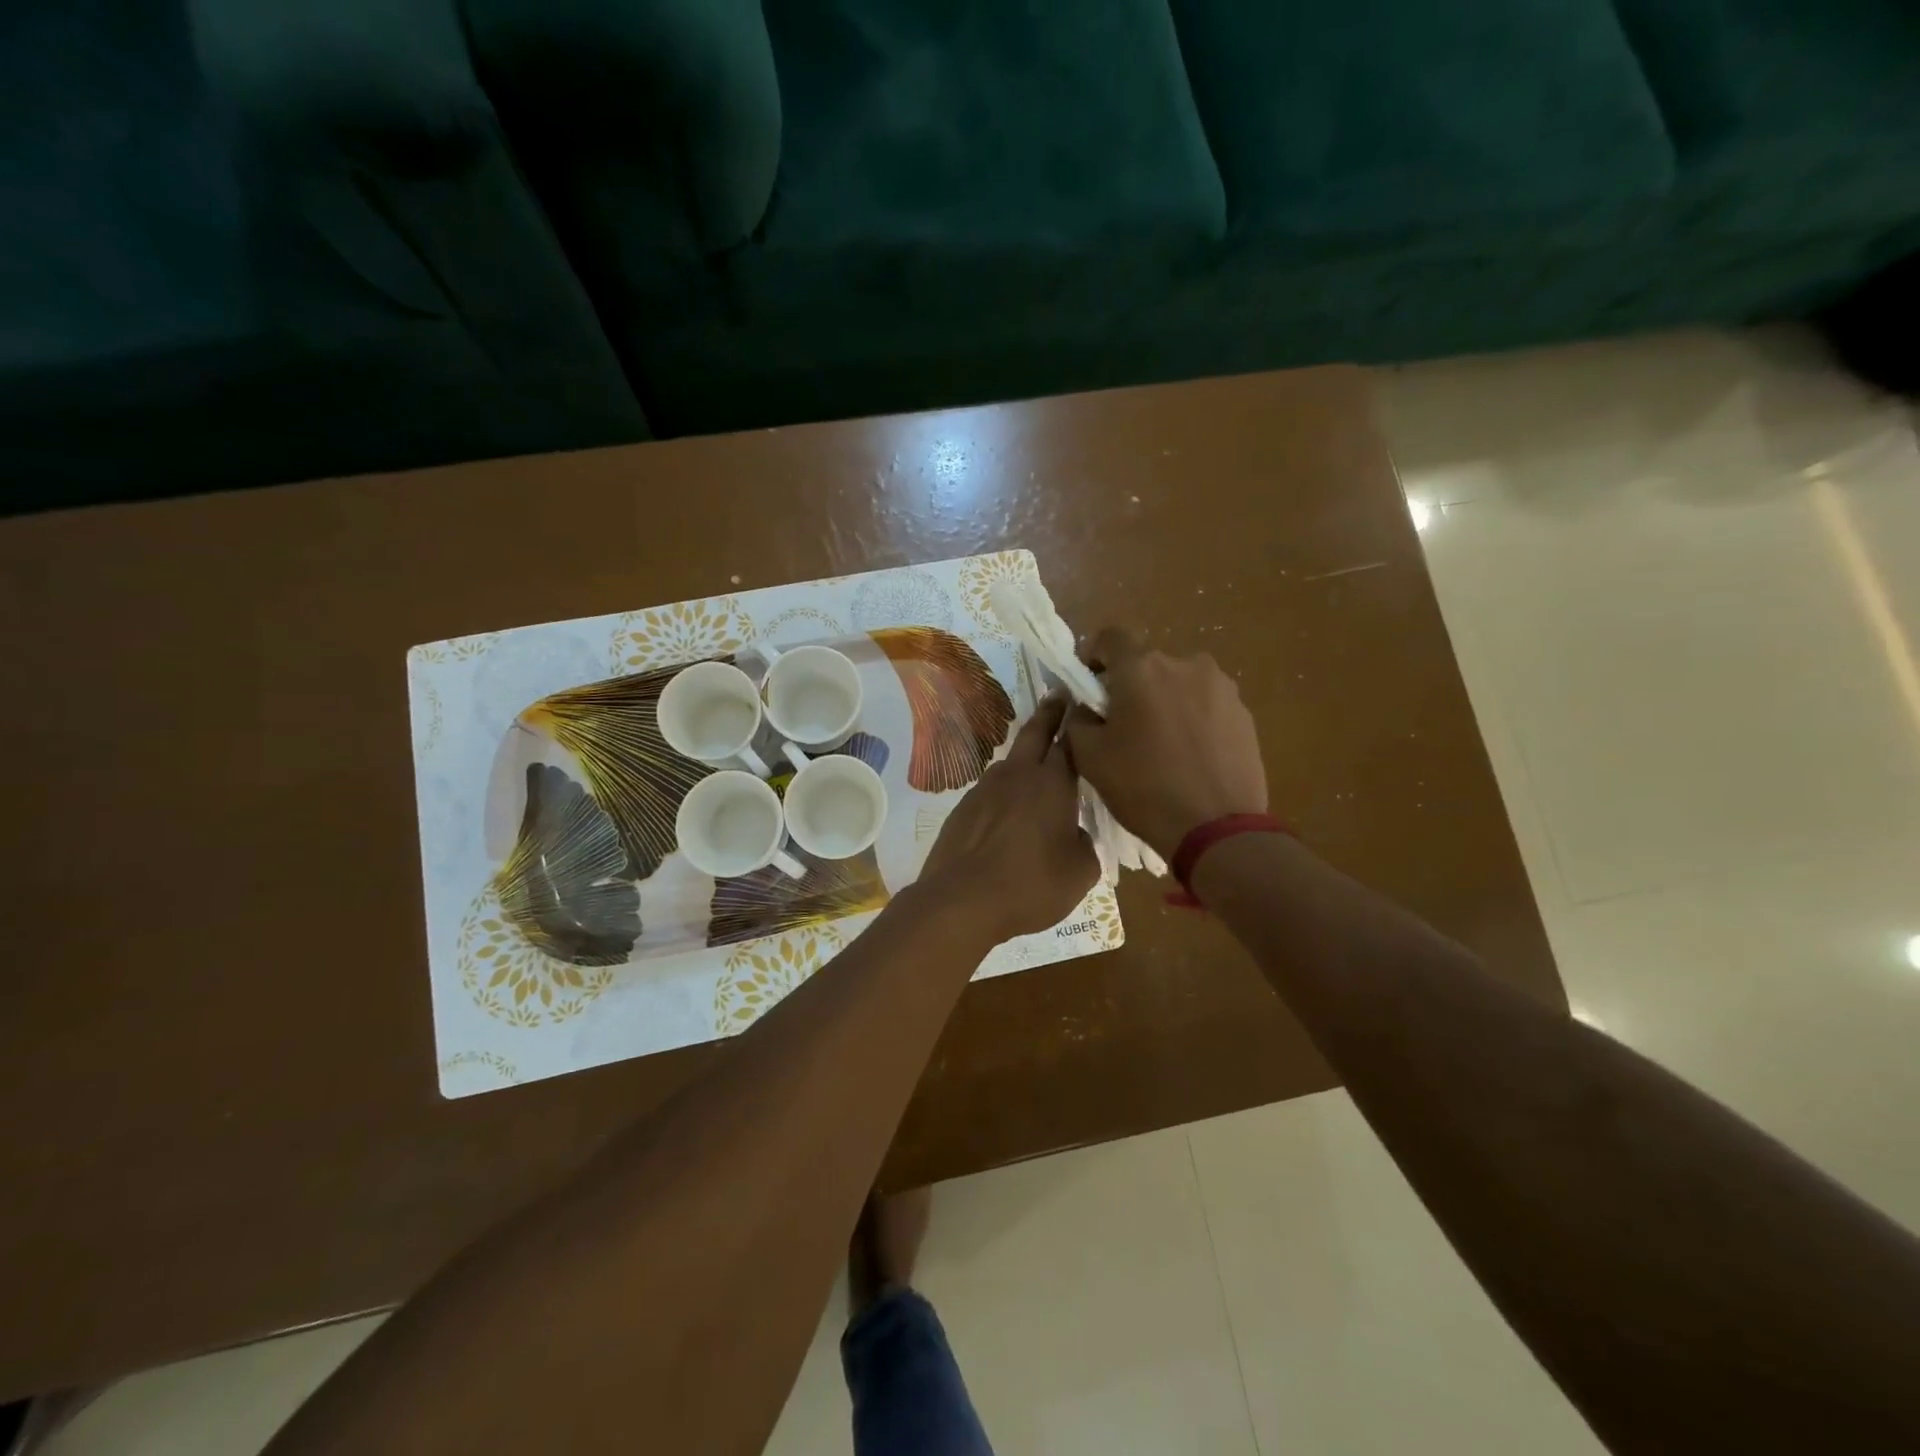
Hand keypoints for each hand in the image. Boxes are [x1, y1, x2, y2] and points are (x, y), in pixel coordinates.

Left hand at [917, 694, 1098, 941]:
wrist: (961, 901)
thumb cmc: (1031, 885)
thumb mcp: (1081, 872)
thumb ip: (1087, 845)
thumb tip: (1076, 833)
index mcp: (1052, 783)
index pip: (1071, 741)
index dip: (1080, 722)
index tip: (1086, 704)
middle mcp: (1018, 775)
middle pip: (1035, 732)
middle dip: (1050, 712)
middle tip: (1059, 695)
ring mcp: (985, 788)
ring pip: (1011, 762)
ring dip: (1025, 756)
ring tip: (1037, 766)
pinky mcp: (963, 808)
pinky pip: (992, 790)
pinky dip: (1005, 791)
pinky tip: (1009, 813)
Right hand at [1064, 627, 1267, 857]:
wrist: (1217, 828)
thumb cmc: (1144, 788)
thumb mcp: (1089, 756)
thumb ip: (1077, 719)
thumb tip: (1084, 706)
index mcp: (1142, 668)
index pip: (1111, 637)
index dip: (1094, 655)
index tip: (1090, 685)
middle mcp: (1184, 664)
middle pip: (1147, 664)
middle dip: (1130, 687)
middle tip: (1123, 726)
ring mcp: (1220, 687)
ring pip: (1178, 684)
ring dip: (1164, 702)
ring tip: (1161, 745)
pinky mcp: (1244, 712)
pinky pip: (1205, 705)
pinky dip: (1192, 720)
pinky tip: (1190, 756)